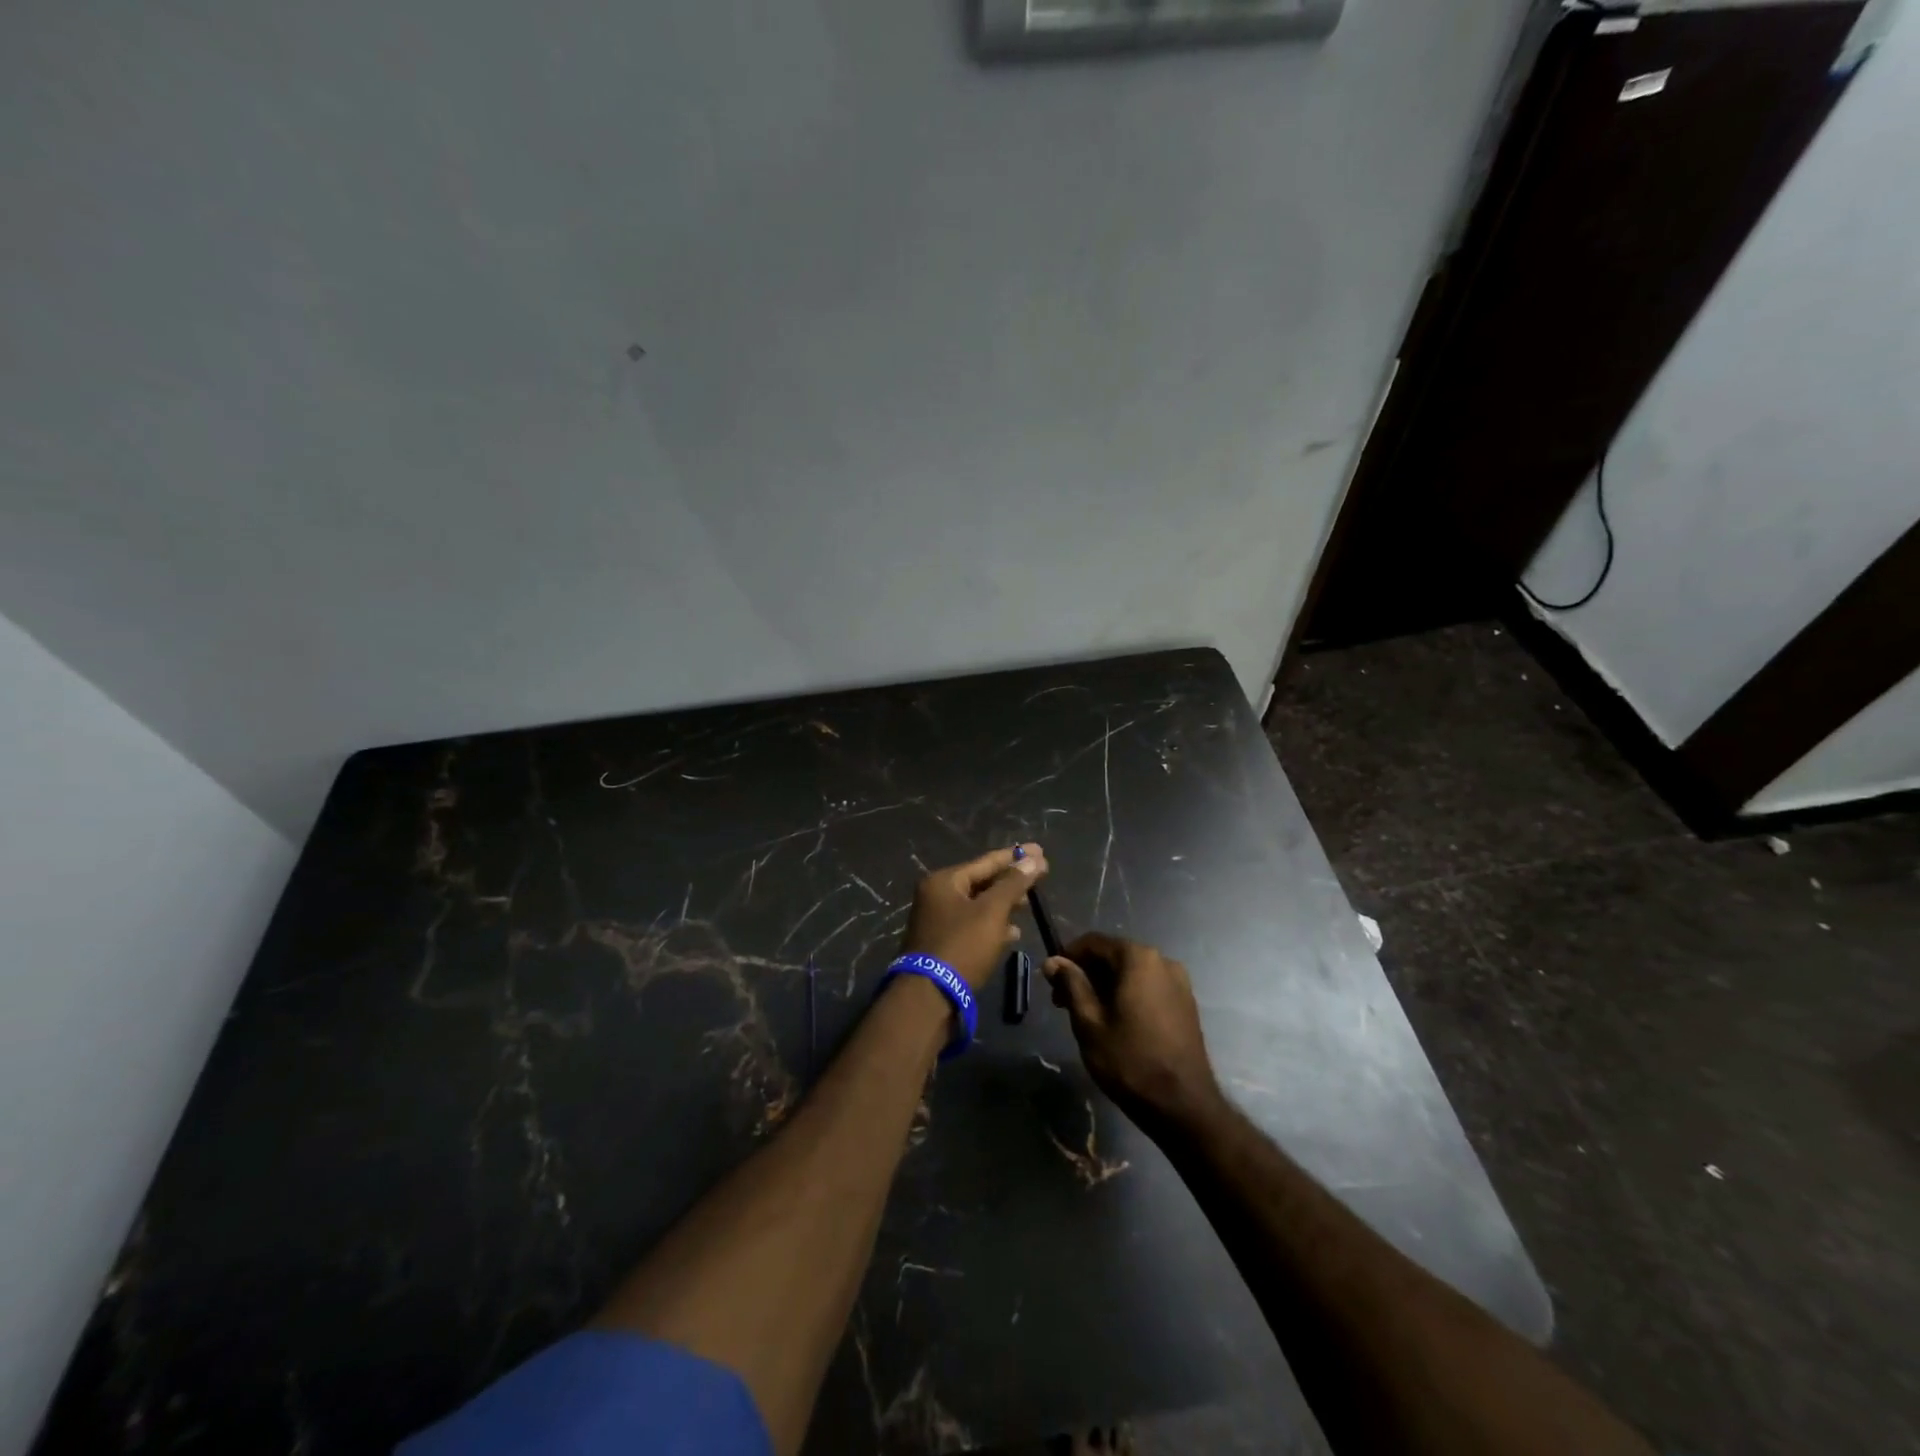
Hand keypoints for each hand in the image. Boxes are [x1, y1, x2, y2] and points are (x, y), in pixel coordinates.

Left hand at [900, 844, 1047, 990]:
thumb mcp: (991, 912)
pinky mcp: (943, 944)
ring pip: (978, 905)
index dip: (1015, 856)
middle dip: (1010, 881)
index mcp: (944, 881)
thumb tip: (1033, 859)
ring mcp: (938, 921)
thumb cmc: (962, 946)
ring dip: (1003, 904)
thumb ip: (1012, 884)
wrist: (929, 996)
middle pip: (981, 882)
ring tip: (1028, 904)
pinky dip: (992, 925)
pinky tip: (1013, 933)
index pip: (986, 861)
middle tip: (1039, 876)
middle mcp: (937, 896)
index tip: (1040, 850)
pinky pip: (973, 925)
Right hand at [1043, 932, 1220, 1128]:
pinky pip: (1148, 988)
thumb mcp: (1089, 1023)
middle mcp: (1162, 960)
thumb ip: (1071, 985)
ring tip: (1088, 1016)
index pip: (1094, 942)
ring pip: (1131, 973)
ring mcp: (1179, 982)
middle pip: (1114, 956)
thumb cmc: (1130, 1061)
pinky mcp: (1186, 1004)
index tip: (1051, 981)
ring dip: (1106, 986)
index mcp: (1138, 958)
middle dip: (1086, 974)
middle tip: (1064, 1003)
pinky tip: (1116, 1022)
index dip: (1068, 957)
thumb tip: (1053, 961)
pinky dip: (1128, 995)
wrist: (1184, 1107)